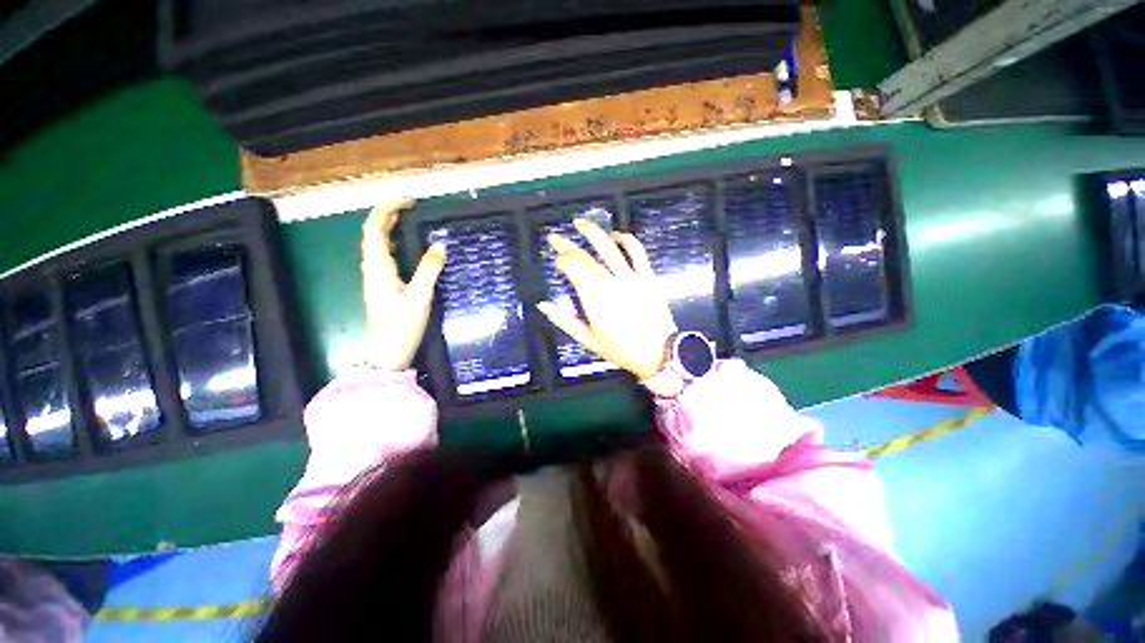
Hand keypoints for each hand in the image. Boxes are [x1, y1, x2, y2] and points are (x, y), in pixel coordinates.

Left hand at [361, 198, 446, 370]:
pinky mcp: (382, 286)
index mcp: (378, 267)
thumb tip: (440, 245)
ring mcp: (376, 277)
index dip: (386, 210)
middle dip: (388, 215)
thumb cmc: (402, 325)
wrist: (388, 352)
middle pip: (373, 233)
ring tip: (410, 221)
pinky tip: (408, 247)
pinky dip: (395, 244)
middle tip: (411, 208)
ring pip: (378, 245)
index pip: (374, 228)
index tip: (408, 202)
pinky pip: (385, 257)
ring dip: (390, 228)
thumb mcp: (420, 296)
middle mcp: (372, 268)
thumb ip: (430, 269)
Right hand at [536, 218, 677, 380]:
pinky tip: (616, 235)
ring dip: (593, 232)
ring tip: (580, 222)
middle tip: (554, 237)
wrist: (659, 353)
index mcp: (593, 298)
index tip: (556, 261)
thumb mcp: (588, 340)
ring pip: (609, 247)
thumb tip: (542, 304)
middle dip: (567, 244)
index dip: (561, 259)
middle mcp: (610, 282)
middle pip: (585, 256)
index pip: (573, 267)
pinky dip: (626, 239)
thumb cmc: (620, 349)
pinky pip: (636, 252)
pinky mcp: (647, 276)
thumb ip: (564, 321)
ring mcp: (630, 276)